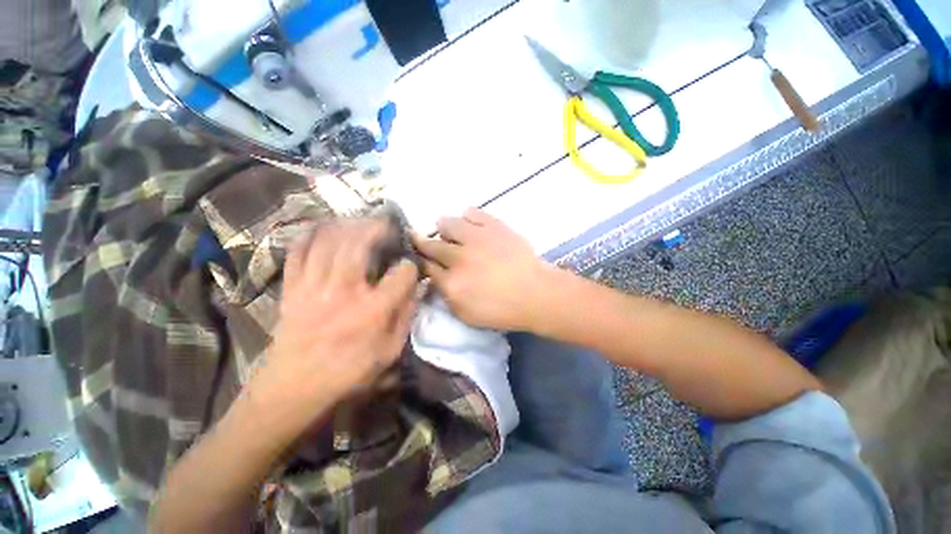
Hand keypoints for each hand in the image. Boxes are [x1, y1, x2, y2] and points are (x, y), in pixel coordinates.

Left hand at [247, 220, 418, 429]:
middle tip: (386, 223)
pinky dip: (310, 235)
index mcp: (373, 310)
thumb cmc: (349, 373)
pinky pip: (298, 252)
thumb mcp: (390, 352)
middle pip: (361, 244)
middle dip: (377, 228)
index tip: (411, 266)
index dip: (411, 266)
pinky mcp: (293, 288)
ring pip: (330, 241)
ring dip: (347, 225)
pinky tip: (322, 227)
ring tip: (359, 221)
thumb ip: (406, 317)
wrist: (294, 390)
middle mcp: (345, 291)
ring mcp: (314, 286)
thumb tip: (418, 288)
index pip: (402, 274)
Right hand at [413, 208, 554, 330]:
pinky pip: (472, 212)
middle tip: (421, 240)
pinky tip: (469, 224)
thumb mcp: (466, 315)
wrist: (536, 294)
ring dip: (443, 228)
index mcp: (451, 283)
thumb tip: (435, 279)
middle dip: (422, 243)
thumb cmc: (502, 310)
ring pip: (447, 223)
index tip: (418, 258)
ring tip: (448, 232)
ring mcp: (477, 238)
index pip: (425, 266)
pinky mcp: (494, 226)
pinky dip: (467, 217)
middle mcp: (459, 257)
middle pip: (431, 245)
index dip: (419, 261)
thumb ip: (446, 297)